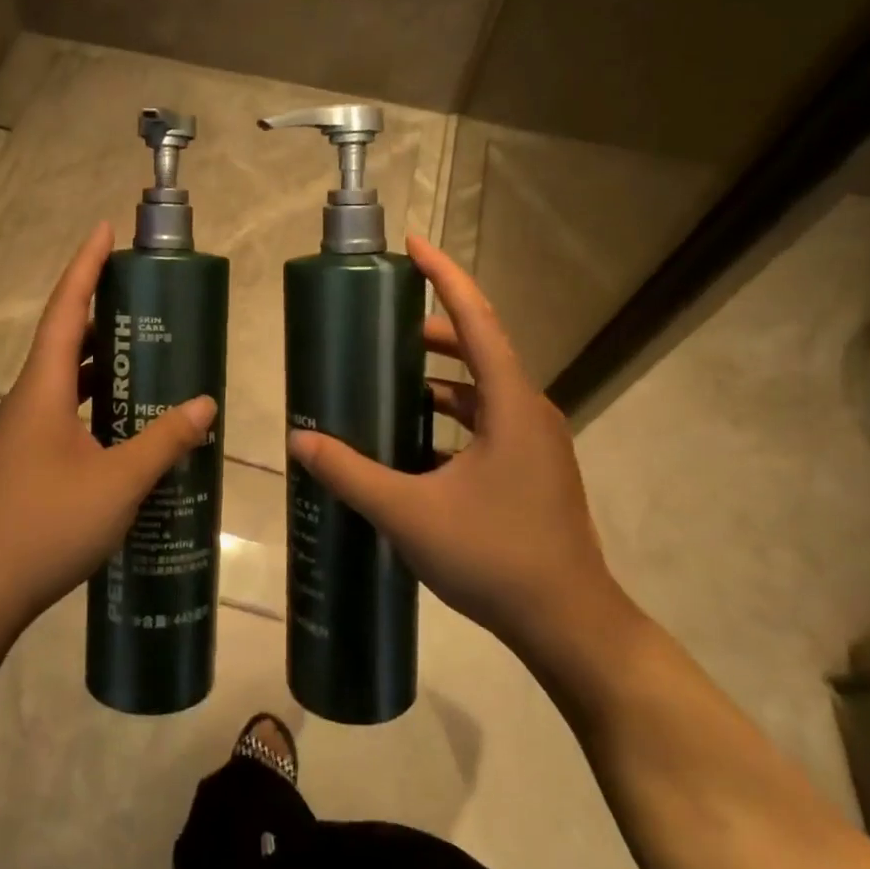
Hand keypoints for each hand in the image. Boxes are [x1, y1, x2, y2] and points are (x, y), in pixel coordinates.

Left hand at [0, 223, 216, 634]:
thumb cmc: (46, 525)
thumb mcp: (118, 483)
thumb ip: (163, 441)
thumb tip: (206, 405)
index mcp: (43, 389)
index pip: (65, 311)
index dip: (85, 267)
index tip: (104, 230)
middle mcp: (28, 401)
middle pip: (64, 340)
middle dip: (102, 313)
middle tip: (145, 299)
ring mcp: (22, 434)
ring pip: (65, 381)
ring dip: (101, 364)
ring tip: (146, 354)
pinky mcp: (24, 462)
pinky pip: (65, 414)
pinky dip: (96, 405)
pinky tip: (125, 424)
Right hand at [286, 235, 635, 679]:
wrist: (569, 623)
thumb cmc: (495, 556)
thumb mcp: (409, 512)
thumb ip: (351, 473)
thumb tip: (300, 439)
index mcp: (510, 405)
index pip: (476, 320)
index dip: (444, 277)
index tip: (413, 245)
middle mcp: (529, 411)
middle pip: (481, 349)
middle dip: (433, 331)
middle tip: (384, 328)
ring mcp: (536, 443)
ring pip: (484, 389)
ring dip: (442, 378)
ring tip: (392, 381)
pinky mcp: (533, 470)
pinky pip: (488, 422)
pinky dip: (452, 416)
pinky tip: (416, 442)